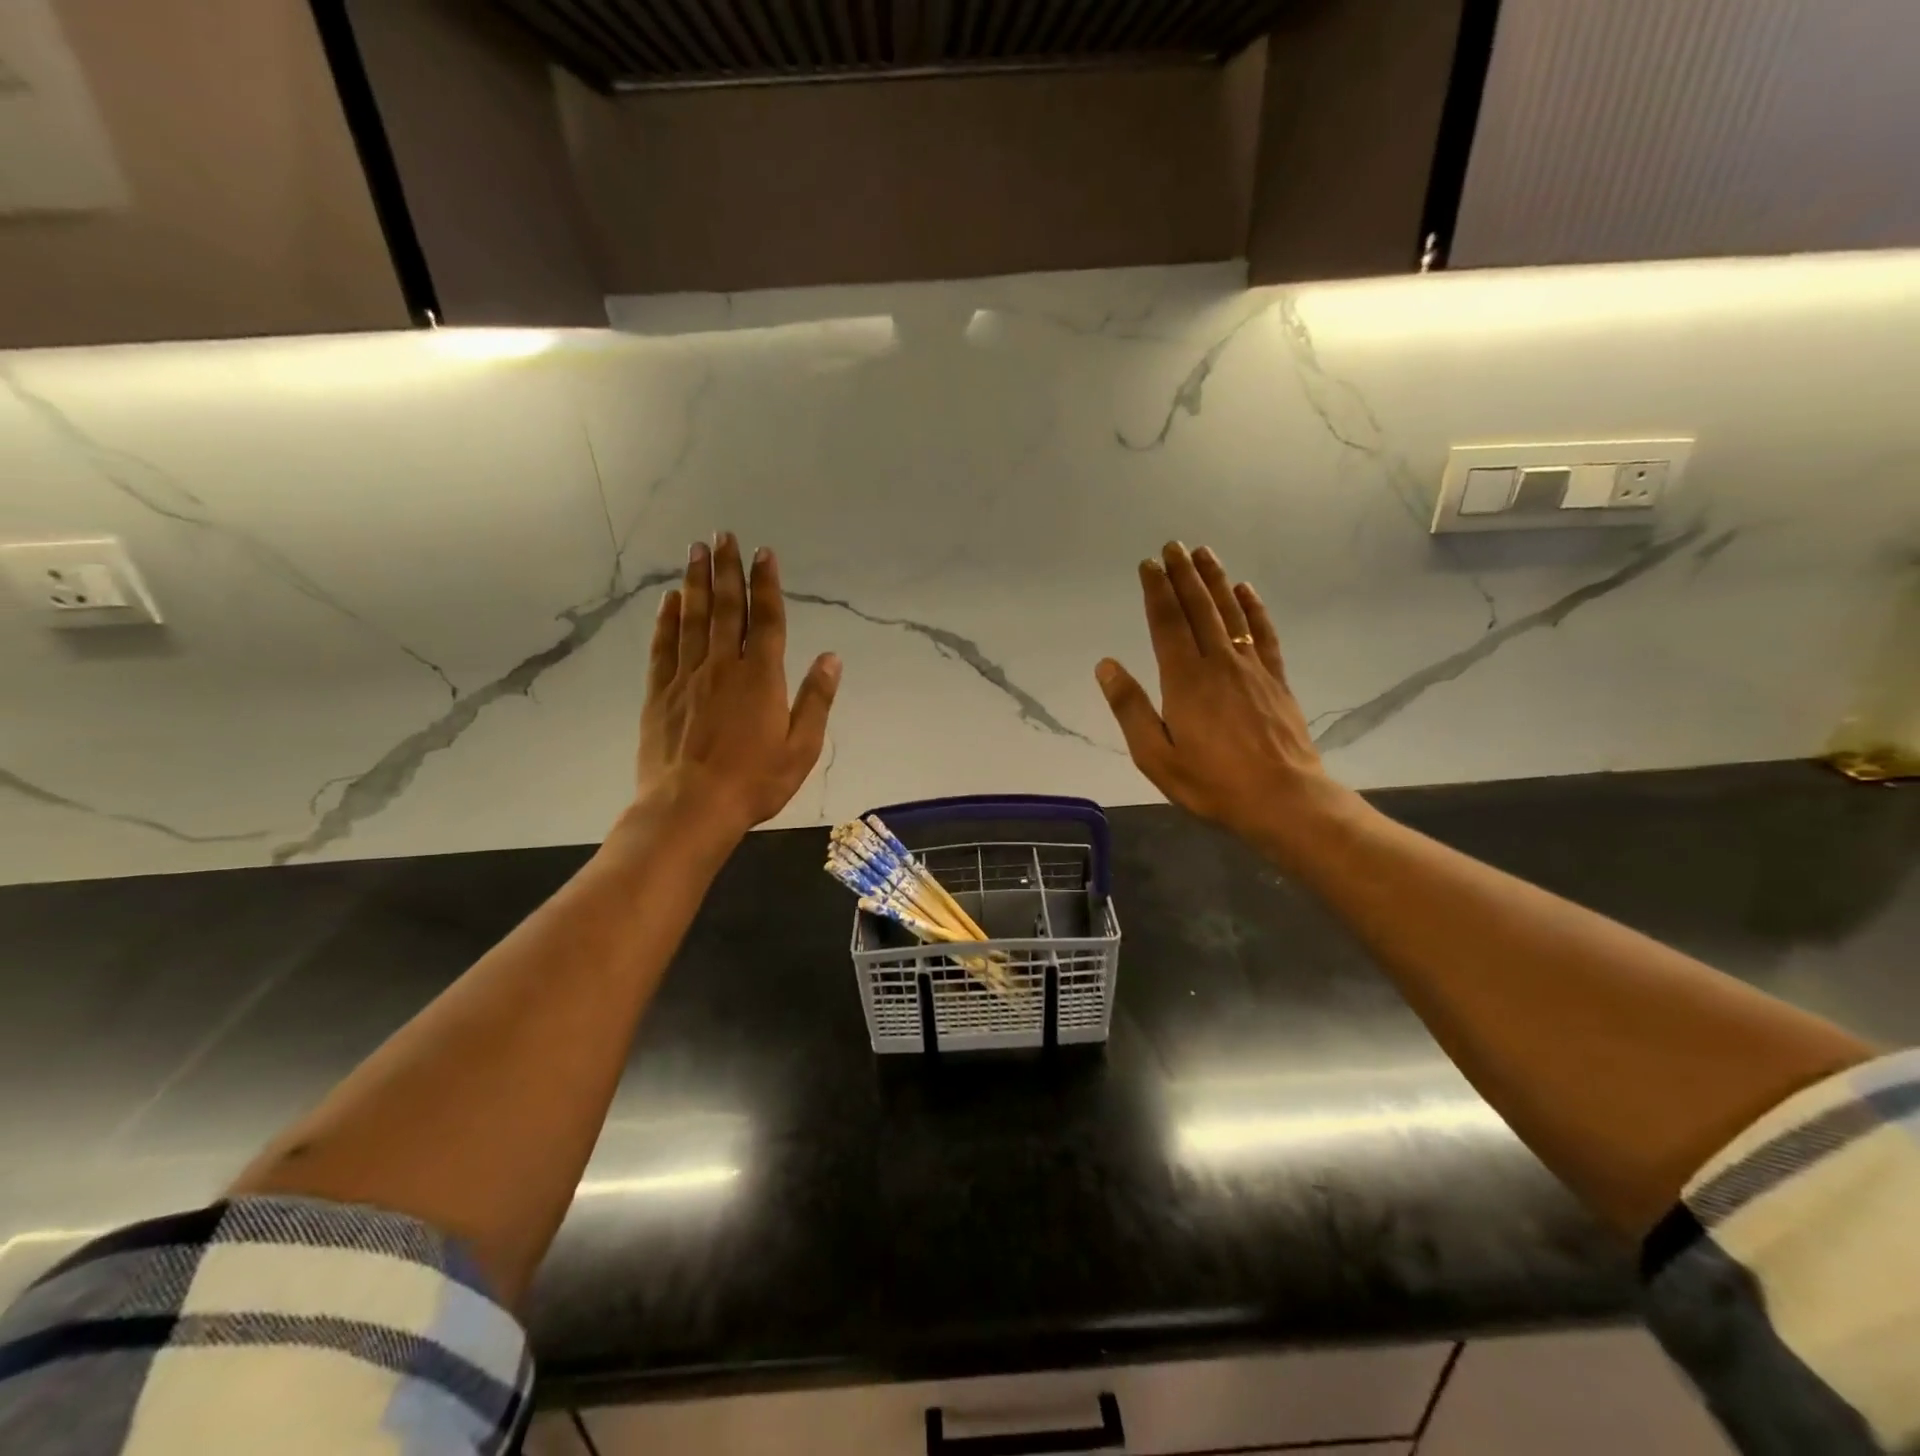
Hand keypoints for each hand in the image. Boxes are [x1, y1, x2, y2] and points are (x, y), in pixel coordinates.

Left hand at [637, 534, 840, 841]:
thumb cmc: (754, 782)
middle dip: (727, 569)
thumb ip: (816, 700)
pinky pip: (664, 646)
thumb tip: (831, 658)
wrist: (690, 808)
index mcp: (761, 677)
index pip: (766, 619)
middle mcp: (723, 666)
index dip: (766, 583)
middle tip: (723, 535)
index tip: (763, 552)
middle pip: (726, 608)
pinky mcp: (661, 693)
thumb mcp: (801, 748)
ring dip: (697, 582)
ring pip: (693, 618)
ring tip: (696, 550)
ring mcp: (687, 677)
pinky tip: (670, 600)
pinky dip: (667, 619)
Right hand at [1095, 542, 1343, 854]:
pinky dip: (1253, 608)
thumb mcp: (1156, 756)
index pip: (1166, 623)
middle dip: (1183, 575)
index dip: (1155, 591)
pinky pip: (1263, 634)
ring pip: (1230, 613)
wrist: (1283, 799)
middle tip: (1172, 545)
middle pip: (1198, 608)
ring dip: (1215, 581)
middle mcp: (1218, 663)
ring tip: (1203, 553)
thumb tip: (1106, 665)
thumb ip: (1130, 709)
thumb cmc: (1212, 782)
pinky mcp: (1275, 680)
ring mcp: (1251, 668)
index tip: (1148, 564)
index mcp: (1184, 680)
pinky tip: (1246, 591)